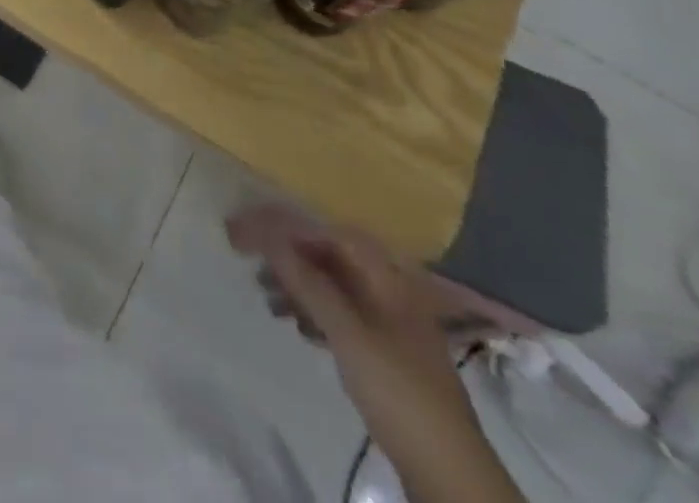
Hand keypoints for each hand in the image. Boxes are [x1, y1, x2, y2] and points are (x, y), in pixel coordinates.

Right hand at [245, 225, 493, 484]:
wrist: (449, 471)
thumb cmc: (396, 388)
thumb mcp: (347, 331)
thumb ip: (307, 280)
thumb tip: (266, 233)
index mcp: (387, 277)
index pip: (329, 233)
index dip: (287, 227)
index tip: (249, 231)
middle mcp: (389, 291)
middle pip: (331, 258)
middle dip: (290, 256)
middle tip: (251, 263)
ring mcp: (389, 324)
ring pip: (333, 288)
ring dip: (298, 286)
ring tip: (267, 298)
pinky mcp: (385, 354)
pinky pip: (341, 317)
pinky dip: (314, 313)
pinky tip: (296, 326)